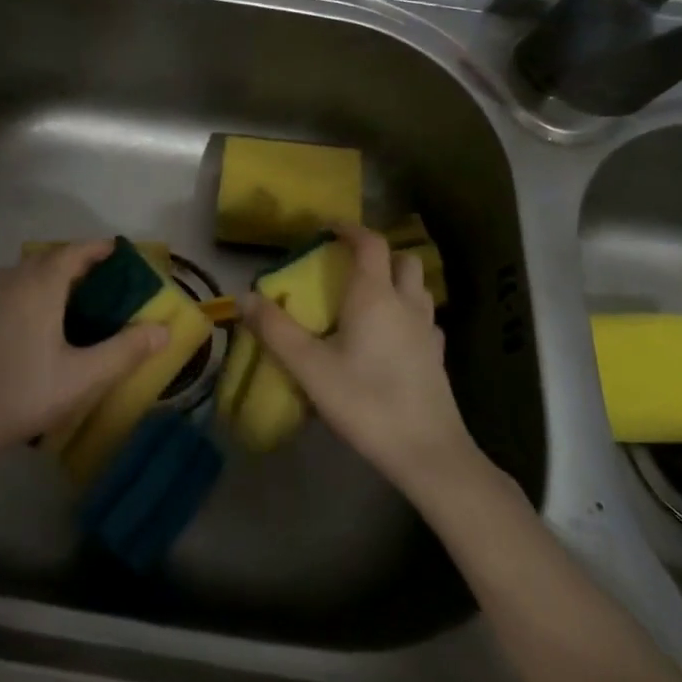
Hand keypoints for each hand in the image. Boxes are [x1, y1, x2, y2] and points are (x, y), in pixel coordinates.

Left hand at [0, 241, 166, 479]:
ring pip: (28, 270)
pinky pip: (11, 285)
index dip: (99, 249)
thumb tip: (164, 330)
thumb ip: (125, 351)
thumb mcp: (82, 377)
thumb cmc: (23, 392)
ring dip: (53, 273)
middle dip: (79, 261)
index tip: (121, 254)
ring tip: (74, 297)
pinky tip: (37, 318)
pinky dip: (31, 287)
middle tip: (104, 281)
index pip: (75, 252)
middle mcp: (14, 279)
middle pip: (51, 257)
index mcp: (41, 285)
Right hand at [239, 223, 490, 503]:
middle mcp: (406, 304)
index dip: (349, 229)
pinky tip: (393, 334)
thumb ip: (275, 330)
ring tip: (369, 295)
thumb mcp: (309, 367)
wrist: (427, 453)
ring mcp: (428, 330)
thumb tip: (245, 297)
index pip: (370, 243)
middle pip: (402, 259)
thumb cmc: (365, 401)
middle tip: (350, 264)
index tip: (328, 229)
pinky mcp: (437, 357)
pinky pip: (425, 319)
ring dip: (396, 280)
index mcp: (374, 296)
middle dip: (378, 253)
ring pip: (418, 287)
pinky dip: (409, 312)